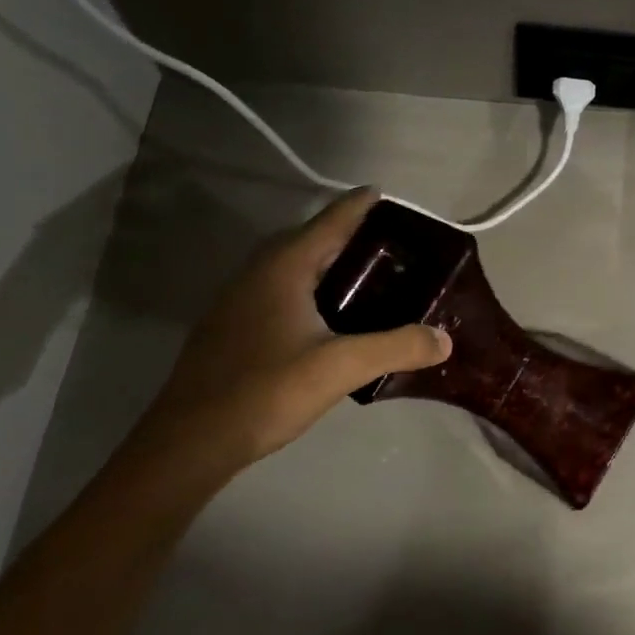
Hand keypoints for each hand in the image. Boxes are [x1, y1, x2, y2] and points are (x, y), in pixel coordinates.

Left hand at [124, 188, 451, 482]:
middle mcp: (258, 273)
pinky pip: (281, 291)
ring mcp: (239, 301)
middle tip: (391, 243)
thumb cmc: (266, 391)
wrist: (190, 442)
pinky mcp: (233, 328)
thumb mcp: (340, 368)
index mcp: (283, 268)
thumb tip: (444, 338)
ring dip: (328, 264)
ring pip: (293, 267)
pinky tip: (330, 317)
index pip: (330, 222)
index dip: (359, 205)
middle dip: (349, 235)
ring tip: (368, 276)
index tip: (385, 192)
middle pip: (310, 239)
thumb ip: (396, 347)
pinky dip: (311, 289)